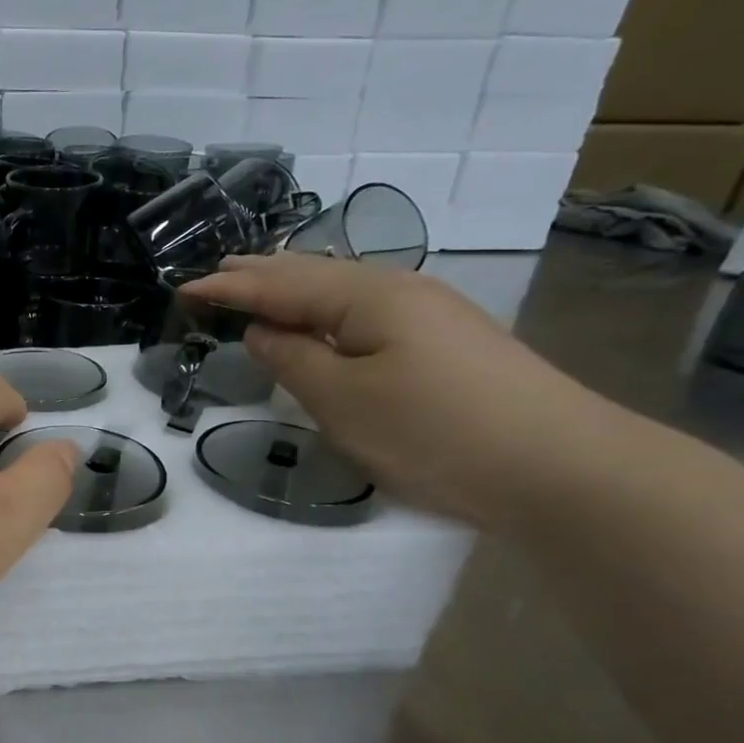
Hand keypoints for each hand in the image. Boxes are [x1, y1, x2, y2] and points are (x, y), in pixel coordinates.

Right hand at [181, 254, 623, 528]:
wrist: (559, 467)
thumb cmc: (435, 432)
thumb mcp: (343, 402)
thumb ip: (292, 360)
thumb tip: (261, 331)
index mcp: (369, 296)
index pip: (281, 284)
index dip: (231, 287)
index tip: (184, 289)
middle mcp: (400, 290)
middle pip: (315, 275)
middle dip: (261, 274)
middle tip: (215, 274)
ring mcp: (429, 315)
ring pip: (343, 292)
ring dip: (294, 289)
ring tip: (258, 287)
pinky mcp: (445, 343)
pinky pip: (365, 314)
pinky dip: (326, 312)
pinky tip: (322, 320)